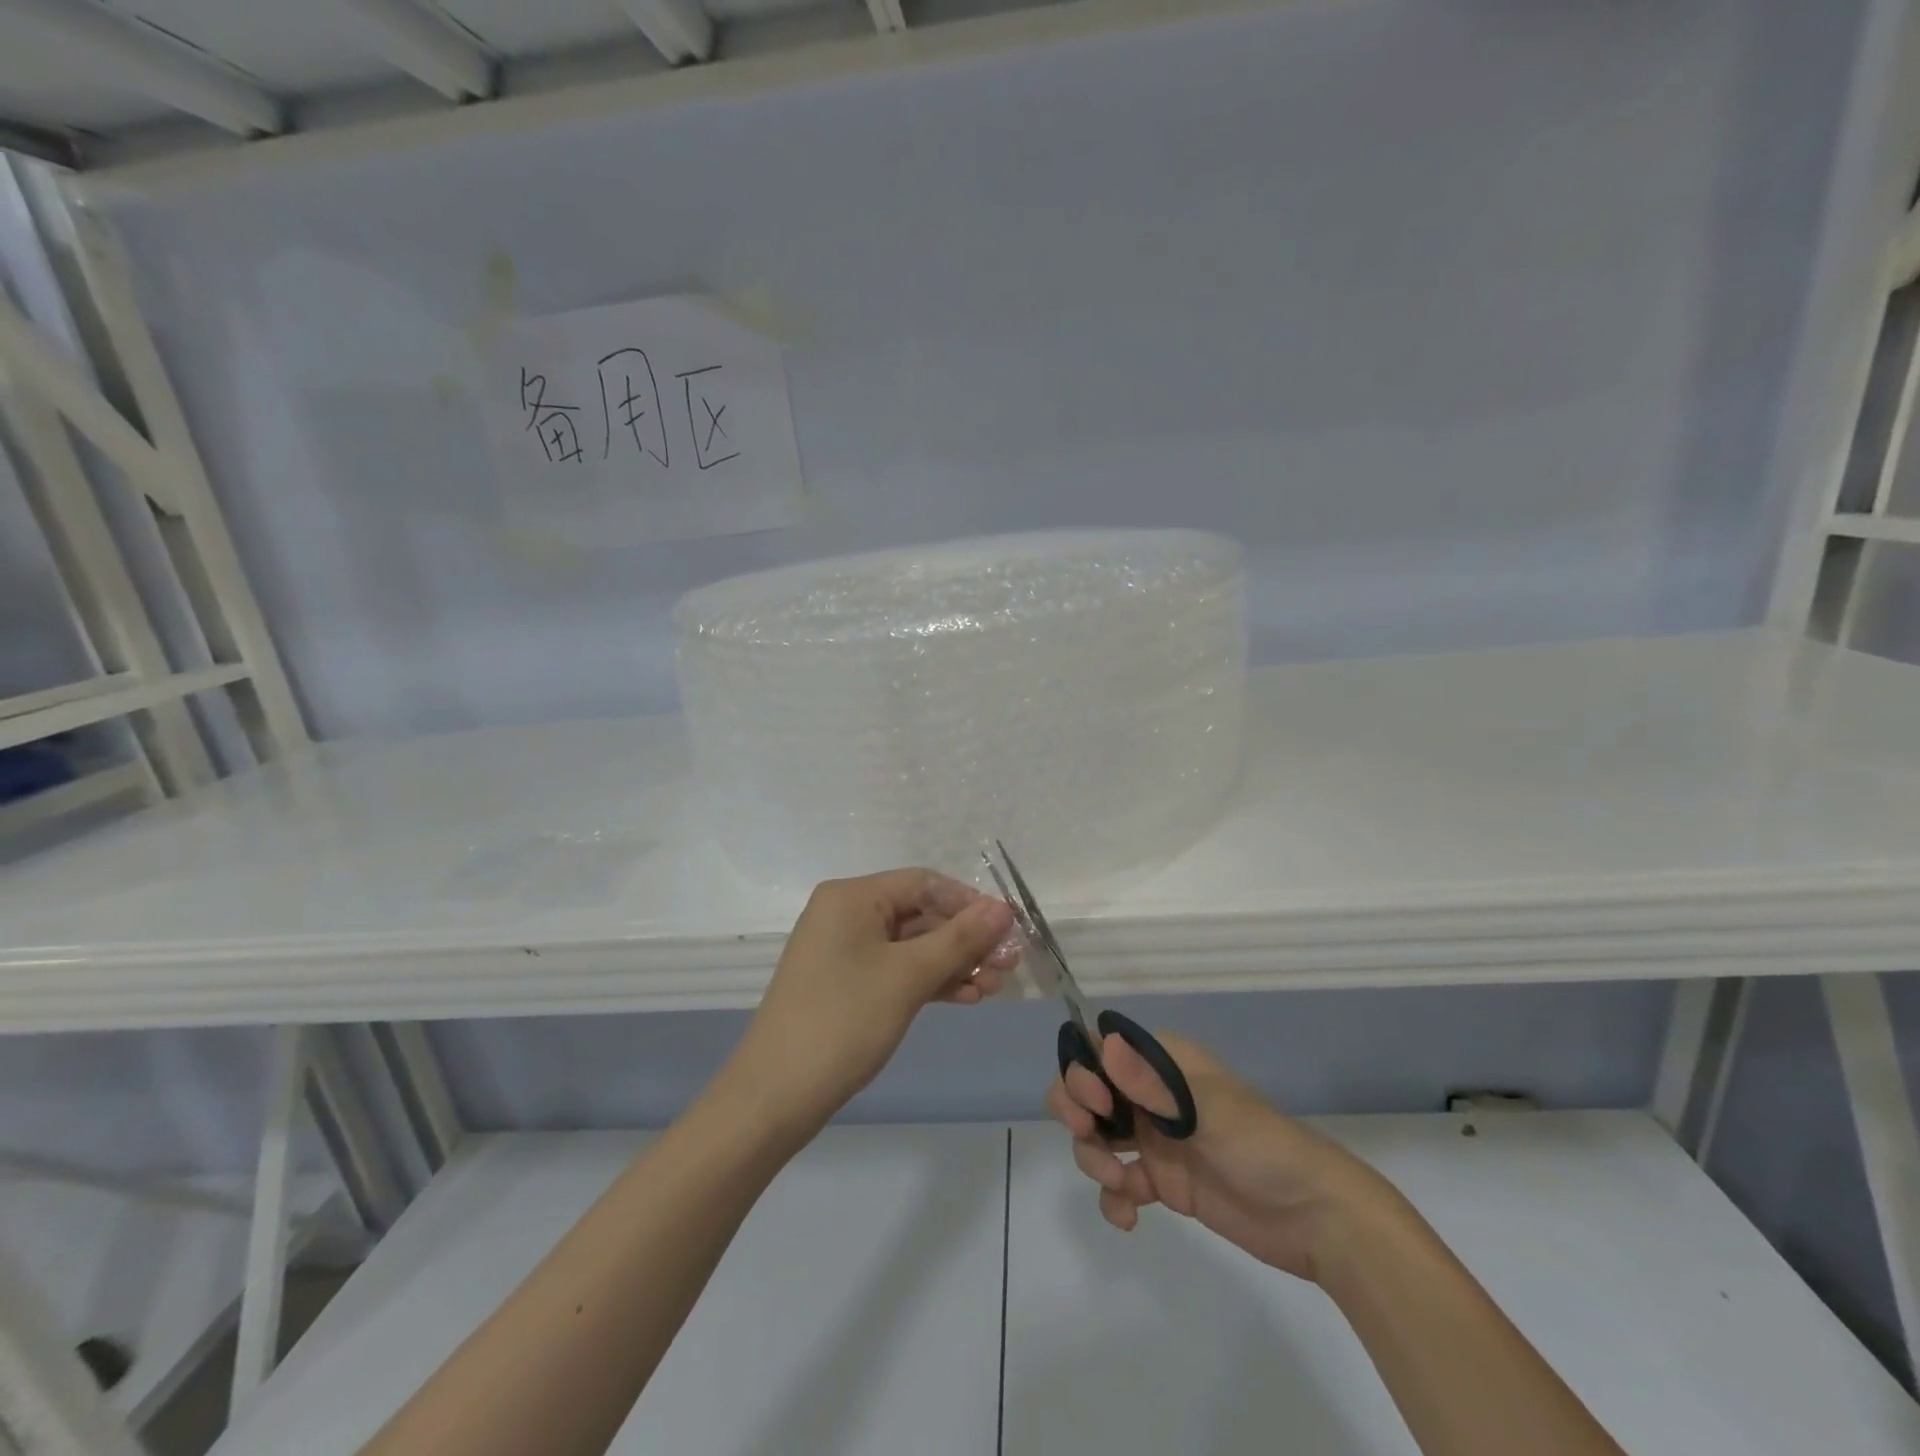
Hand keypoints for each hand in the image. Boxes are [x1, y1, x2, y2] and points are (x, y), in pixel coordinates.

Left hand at [728, 869, 1016, 1137]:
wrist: (774, 1097)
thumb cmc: (843, 1021)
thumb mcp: (907, 977)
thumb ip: (959, 940)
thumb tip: (1003, 909)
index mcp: (852, 897)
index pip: (923, 883)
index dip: (969, 903)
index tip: (1009, 929)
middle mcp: (846, 914)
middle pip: (919, 914)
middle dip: (965, 939)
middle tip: (1007, 966)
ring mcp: (844, 950)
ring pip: (912, 945)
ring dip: (953, 964)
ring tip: (993, 987)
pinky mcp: (846, 983)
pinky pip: (896, 969)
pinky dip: (929, 981)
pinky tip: (965, 998)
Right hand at [1047, 1031, 1400, 1283]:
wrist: (1314, 1218)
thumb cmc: (1261, 1147)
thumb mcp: (1207, 1111)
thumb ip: (1152, 1084)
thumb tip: (1104, 1043)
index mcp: (1164, 1063)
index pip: (1102, 1049)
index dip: (1084, 1070)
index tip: (1096, 1104)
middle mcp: (1152, 1094)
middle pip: (1089, 1090)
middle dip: (1077, 1112)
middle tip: (1091, 1137)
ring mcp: (1155, 1139)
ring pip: (1097, 1137)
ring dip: (1095, 1158)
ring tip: (1122, 1185)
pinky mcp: (1162, 1182)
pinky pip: (1118, 1182)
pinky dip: (1113, 1197)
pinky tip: (1128, 1217)